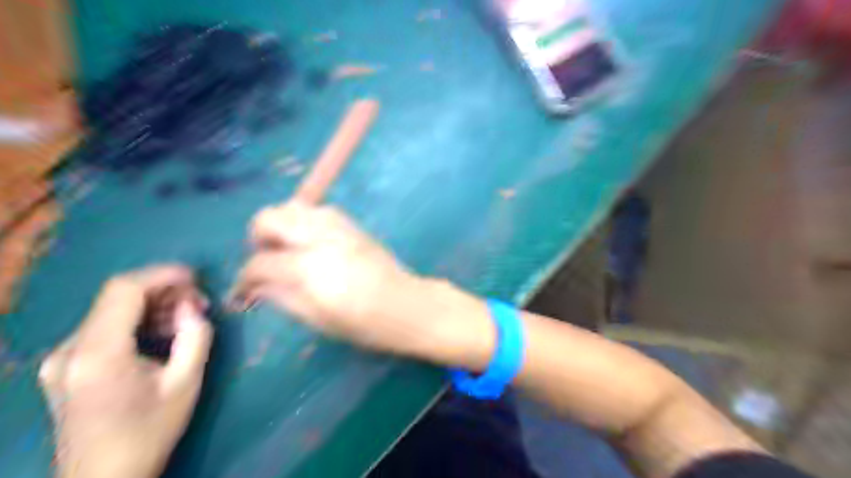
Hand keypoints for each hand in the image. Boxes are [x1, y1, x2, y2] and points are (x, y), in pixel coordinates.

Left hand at [40, 266, 212, 477]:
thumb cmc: (150, 431)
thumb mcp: (186, 383)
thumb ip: (195, 336)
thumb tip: (192, 305)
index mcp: (98, 354)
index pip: (125, 289)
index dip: (163, 274)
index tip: (196, 278)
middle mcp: (70, 350)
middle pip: (117, 297)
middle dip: (164, 291)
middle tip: (198, 304)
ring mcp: (61, 357)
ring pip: (112, 310)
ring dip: (153, 306)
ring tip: (185, 319)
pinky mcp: (65, 364)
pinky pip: (105, 326)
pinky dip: (137, 320)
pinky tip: (161, 334)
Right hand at [231, 200, 498, 364]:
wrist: (409, 305)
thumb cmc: (366, 324)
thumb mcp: (319, 320)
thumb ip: (282, 298)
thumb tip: (254, 287)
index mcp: (310, 269)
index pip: (260, 262)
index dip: (244, 279)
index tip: (242, 293)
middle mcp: (321, 238)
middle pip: (270, 218)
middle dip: (258, 239)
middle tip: (265, 262)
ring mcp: (339, 227)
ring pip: (293, 207)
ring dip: (281, 226)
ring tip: (287, 251)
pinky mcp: (353, 225)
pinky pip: (318, 210)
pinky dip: (305, 221)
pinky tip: (310, 243)